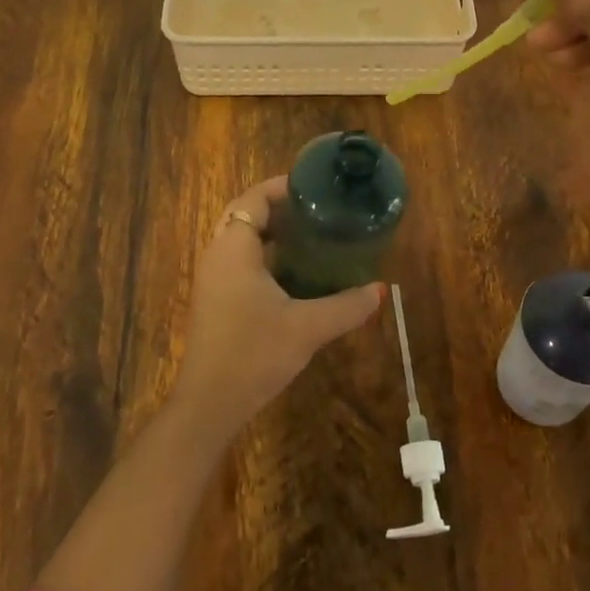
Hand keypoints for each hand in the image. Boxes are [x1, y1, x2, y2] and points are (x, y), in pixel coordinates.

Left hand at [171, 176, 383, 433]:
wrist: (210, 403)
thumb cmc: (254, 353)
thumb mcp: (307, 327)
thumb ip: (346, 306)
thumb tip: (380, 290)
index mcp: (234, 248)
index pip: (253, 199)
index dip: (282, 187)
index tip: (316, 187)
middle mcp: (217, 255)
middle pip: (244, 214)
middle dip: (278, 207)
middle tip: (317, 209)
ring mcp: (212, 278)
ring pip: (239, 237)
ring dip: (269, 231)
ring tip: (310, 233)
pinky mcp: (214, 299)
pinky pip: (238, 259)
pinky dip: (262, 253)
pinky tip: (292, 271)